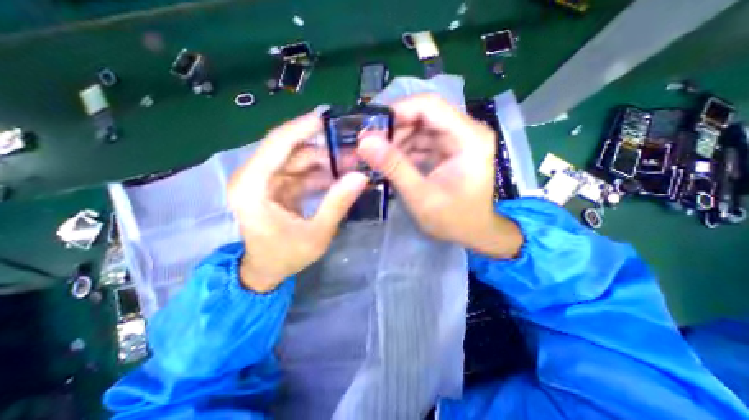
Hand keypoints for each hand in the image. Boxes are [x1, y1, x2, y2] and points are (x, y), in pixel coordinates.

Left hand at [228, 114, 367, 292]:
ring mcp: (265, 181)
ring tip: (352, 165)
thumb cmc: (285, 256)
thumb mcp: (316, 234)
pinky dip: (320, 174)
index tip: (331, 118)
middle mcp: (254, 177)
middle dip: (323, 149)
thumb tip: (361, 177)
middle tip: (354, 151)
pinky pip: (301, 173)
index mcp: (253, 187)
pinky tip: (340, 177)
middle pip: (291, 150)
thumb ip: (337, 204)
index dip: (304, 127)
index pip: (278, 143)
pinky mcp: (276, 187)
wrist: (265, 271)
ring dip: (325, 162)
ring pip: (298, 160)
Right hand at [354, 93, 521, 258]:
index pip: (430, 106)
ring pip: (420, 127)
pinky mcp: (449, 149)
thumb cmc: (453, 219)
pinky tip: (391, 161)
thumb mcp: (421, 196)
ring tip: (377, 156)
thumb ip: (394, 167)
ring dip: (397, 140)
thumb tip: (365, 141)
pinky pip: (422, 141)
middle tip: (370, 145)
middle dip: (394, 128)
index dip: (398, 111)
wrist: (473, 232)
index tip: (371, 127)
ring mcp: (458, 140)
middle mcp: (466, 131)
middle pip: (424, 115)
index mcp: (469, 138)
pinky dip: (405, 149)